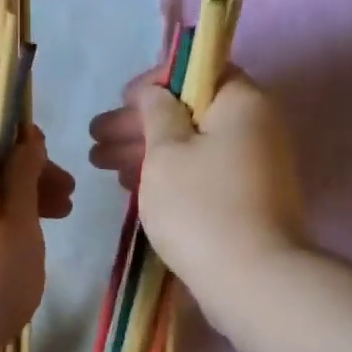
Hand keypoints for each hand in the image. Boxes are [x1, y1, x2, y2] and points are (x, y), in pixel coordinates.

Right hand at [88, 69, 305, 289]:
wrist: (251, 278)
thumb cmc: (200, 206)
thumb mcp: (166, 152)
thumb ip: (156, 113)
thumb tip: (155, 92)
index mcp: (241, 101)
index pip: (197, 73)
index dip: (154, 84)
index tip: (120, 102)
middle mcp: (255, 126)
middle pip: (190, 112)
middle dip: (139, 124)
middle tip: (96, 140)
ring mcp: (254, 166)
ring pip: (192, 146)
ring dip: (147, 152)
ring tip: (102, 166)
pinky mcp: (246, 201)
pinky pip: (201, 174)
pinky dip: (168, 175)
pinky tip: (134, 186)